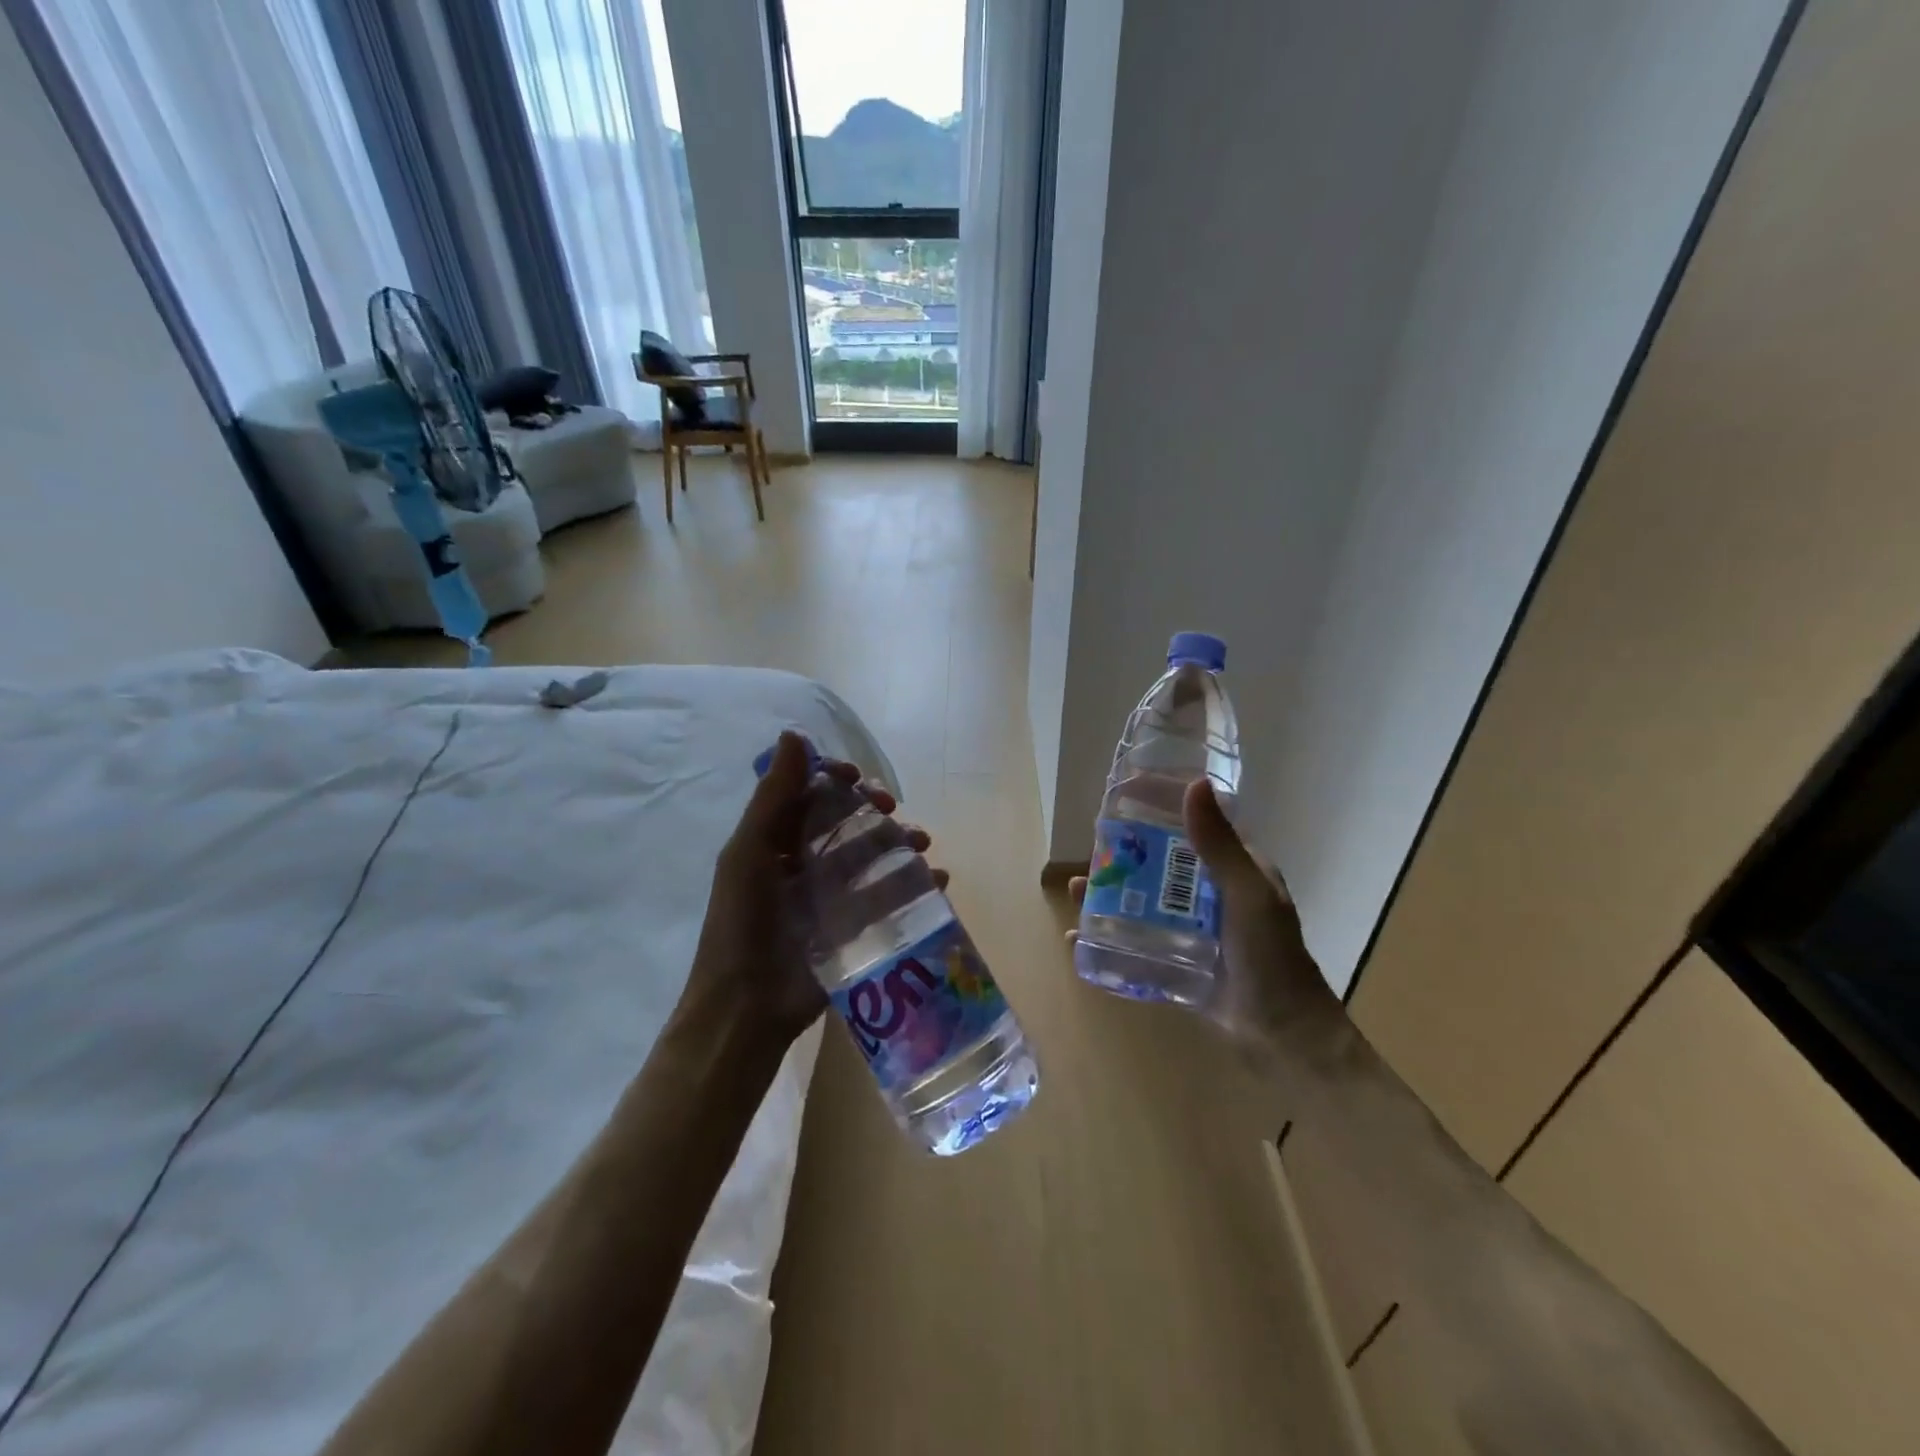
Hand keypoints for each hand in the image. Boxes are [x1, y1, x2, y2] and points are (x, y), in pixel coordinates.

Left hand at [682, 731, 945, 1046]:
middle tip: (891, 809)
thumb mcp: (749, 854)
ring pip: (874, 855)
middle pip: (847, 822)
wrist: (746, 1009)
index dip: (834, 779)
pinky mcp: (855, 927)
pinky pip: (891, 896)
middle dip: (874, 809)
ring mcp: (832, 896)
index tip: (857, 777)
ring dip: (901, 841)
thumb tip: (793, 734)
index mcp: (774, 842)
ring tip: (922, 844)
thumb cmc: (742, 924)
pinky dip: (917, 883)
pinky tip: (937, 879)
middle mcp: (804, 863)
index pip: (810, 795)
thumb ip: (772, 797)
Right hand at [1069, 779, 1342, 1059]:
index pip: (1194, 829)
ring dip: (1110, 895)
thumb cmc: (1272, 957)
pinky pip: (1138, 944)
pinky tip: (1079, 936)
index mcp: (1235, 872)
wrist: (1283, 1037)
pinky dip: (1110, 938)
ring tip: (1075, 890)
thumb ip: (1219, 845)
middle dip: (1125, 856)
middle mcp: (1212, 897)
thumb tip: (1194, 783)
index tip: (1124, 797)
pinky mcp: (1179, 964)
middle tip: (1090, 849)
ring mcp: (1194, 932)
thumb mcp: (1247, 894)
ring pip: (1144, 903)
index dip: (1162, 810)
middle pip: (1161, 866)